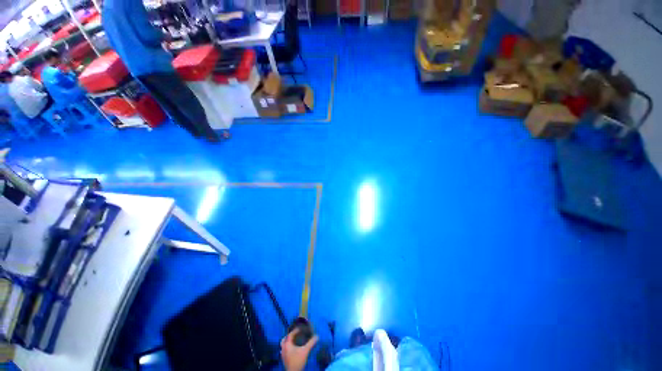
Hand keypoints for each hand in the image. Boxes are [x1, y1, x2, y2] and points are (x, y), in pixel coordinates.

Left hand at [280, 327, 318, 370]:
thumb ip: (311, 343)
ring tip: (294, 341)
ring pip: (283, 345)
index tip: (300, 329)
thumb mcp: (305, 351)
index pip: (290, 334)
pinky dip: (287, 347)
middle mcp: (283, 348)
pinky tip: (292, 349)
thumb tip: (317, 336)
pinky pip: (284, 350)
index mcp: (287, 344)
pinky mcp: (284, 359)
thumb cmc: (298, 360)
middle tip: (295, 334)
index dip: (295, 331)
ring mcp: (283, 354)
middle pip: (284, 339)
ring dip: (288, 342)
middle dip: (289, 336)